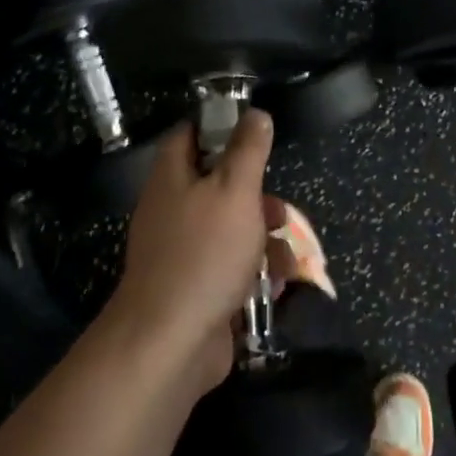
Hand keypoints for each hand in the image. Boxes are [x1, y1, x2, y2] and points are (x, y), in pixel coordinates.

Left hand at [108, 110, 278, 388]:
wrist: (171, 342)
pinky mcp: (196, 287)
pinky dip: (254, 273)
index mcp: (172, 178)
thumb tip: (255, 113)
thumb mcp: (235, 191)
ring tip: (284, 257)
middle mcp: (172, 210)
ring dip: (263, 240)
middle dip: (256, 197)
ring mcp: (182, 252)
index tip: (253, 132)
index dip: (219, 127)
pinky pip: (230, 268)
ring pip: (230, 229)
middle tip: (279, 211)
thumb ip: (247, 150)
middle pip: (218, 186)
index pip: (189, 135)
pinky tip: (276, 285)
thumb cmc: (205, 254)